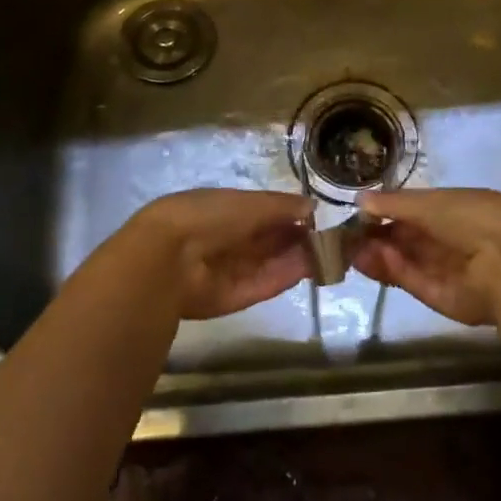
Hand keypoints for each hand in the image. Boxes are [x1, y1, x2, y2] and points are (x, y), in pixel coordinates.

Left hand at [121, 189, 314, 319]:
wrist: (169, 258)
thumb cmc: (209, 216)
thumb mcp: (250, 202)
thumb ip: (281, 206)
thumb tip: (311, 207)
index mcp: (222, 210)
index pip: (261, 213)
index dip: (288, 215)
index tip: (315, 217)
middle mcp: (225, 240)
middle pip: (267, 241)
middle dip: (296, 239)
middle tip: (330, 239)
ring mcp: (228, 270)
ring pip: (268, 263)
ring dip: (297, 258)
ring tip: (329, 254)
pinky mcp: (232, 298)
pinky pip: (263, 285)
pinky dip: (285, 277)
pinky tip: (310, 270)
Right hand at [350, 188, 500, 327]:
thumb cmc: (473, 216)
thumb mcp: (431, 202)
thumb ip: (395, 204)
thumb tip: (361, 200)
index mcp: (455, 211)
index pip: (414, 213)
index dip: (386, 214)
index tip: (358, 216)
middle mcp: (452, 241)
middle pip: (408, 241)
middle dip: (377, 238)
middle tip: (345, 238)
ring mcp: (449, 272)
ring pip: (407, 263)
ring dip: (380, 256)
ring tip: (350, 251)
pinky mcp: (445, 300)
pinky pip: (416, 282)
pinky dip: (396, 271)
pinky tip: (373, 260)